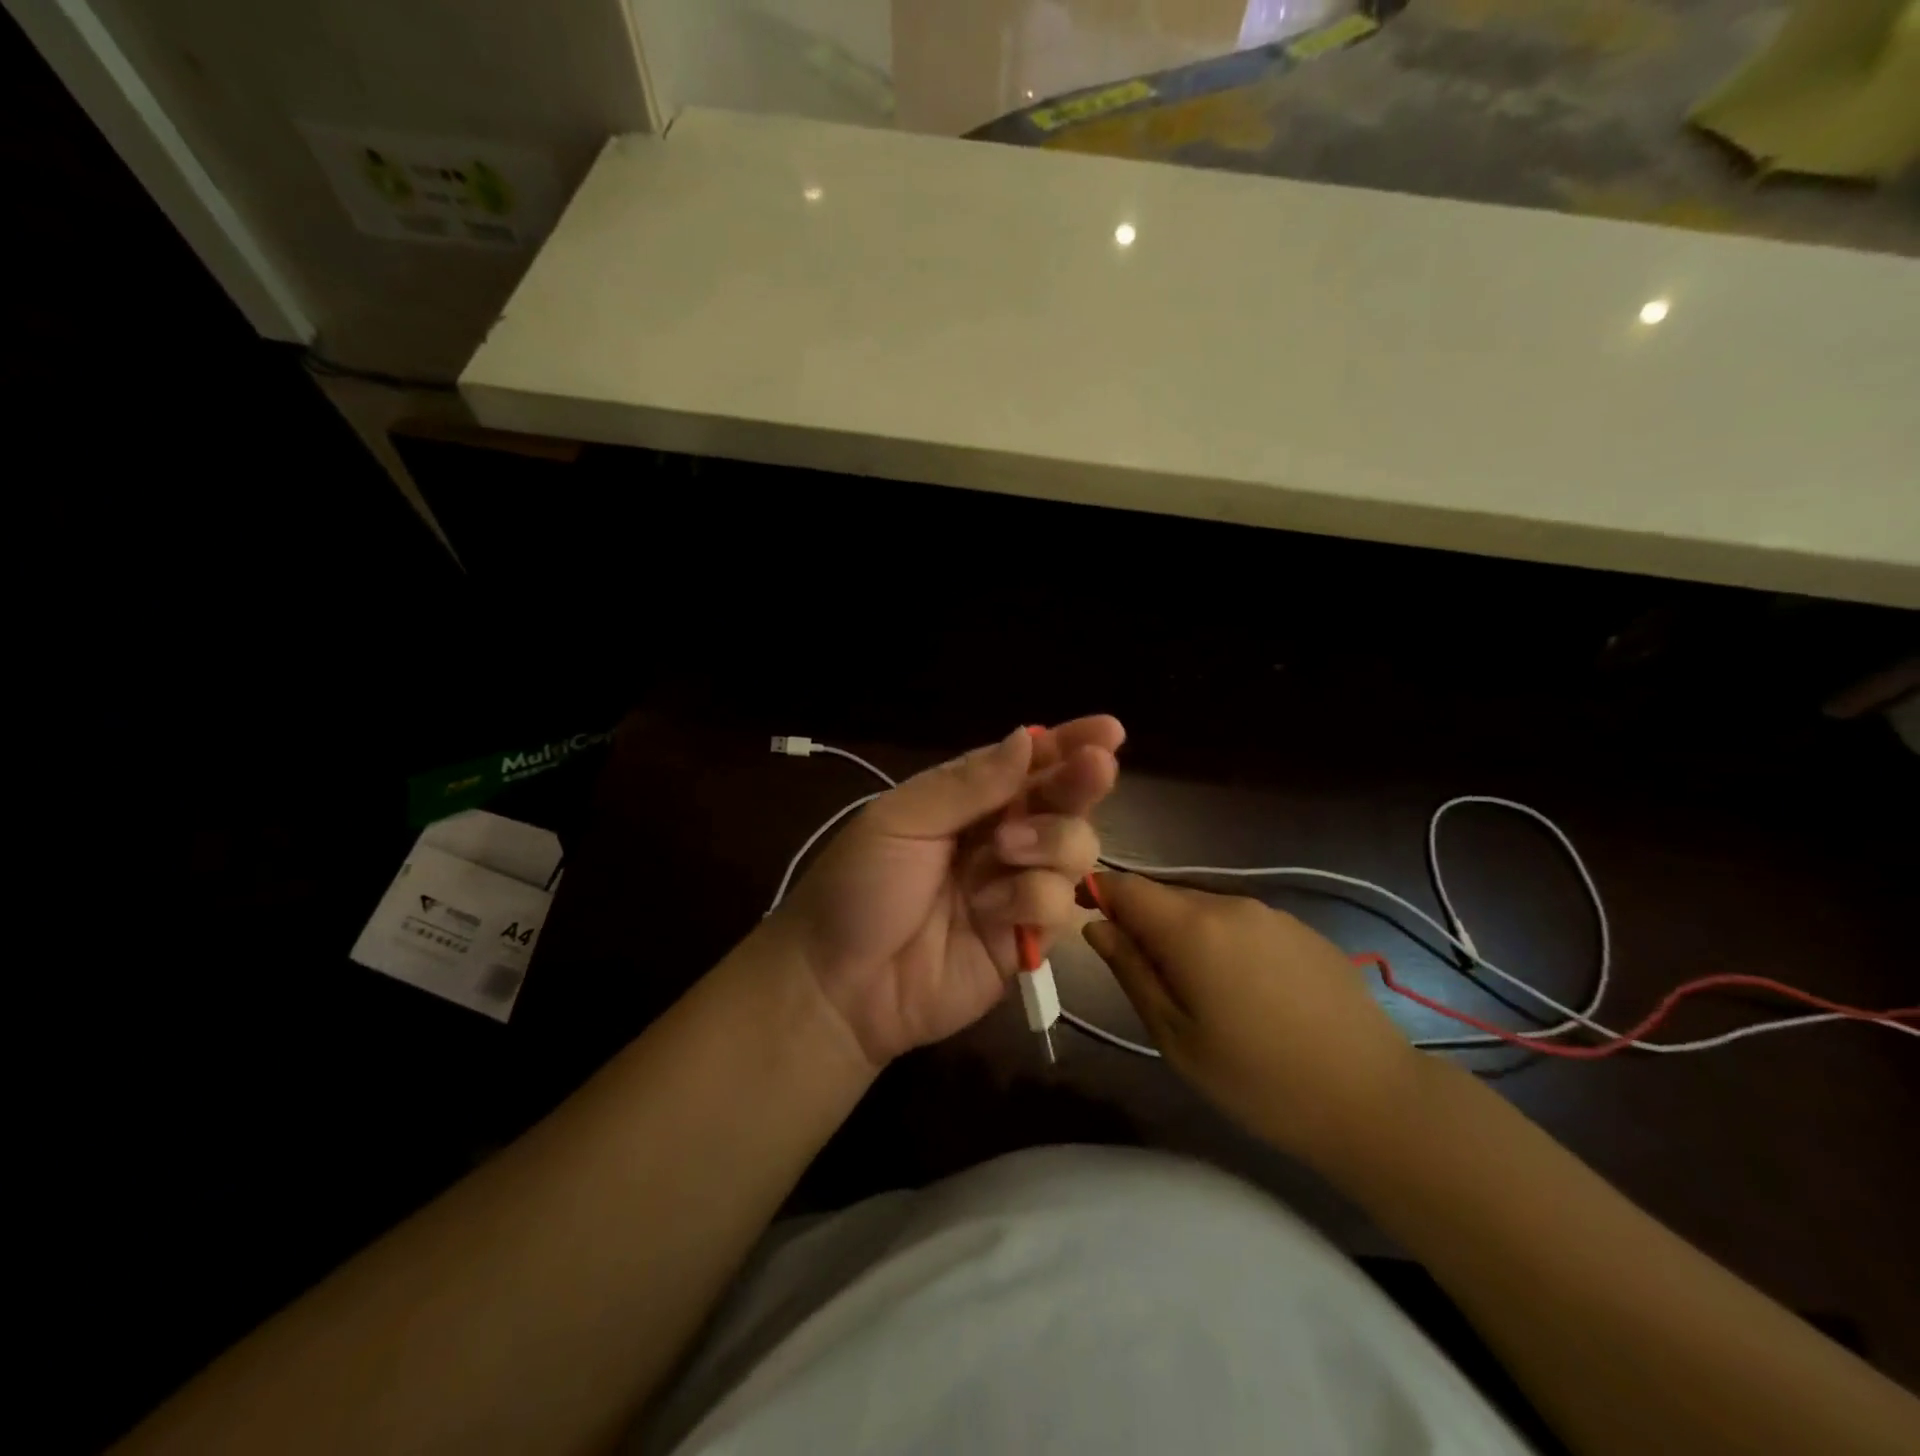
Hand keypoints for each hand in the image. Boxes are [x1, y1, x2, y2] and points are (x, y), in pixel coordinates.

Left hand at [779, 718, 1123, 1067]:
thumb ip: (967, 785)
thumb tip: (1027, 738)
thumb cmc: (858, 887)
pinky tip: (990, 911)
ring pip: (1075, 849)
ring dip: (1050, 841)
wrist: (839, 984)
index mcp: (967, 800)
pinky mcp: (1027, 938)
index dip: (1068, 744)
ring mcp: (1016, 887)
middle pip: (1064, 801)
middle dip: (1083, 781)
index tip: (1107, 731)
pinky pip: (1061, 906)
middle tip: (1096, 768)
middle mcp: (1001, 836)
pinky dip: (1032, 900)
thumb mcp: (901, 821)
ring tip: (1004, 851)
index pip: (1027, 763)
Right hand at [1082, 874, 1420, 1166]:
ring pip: (1204, 909)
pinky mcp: (1302, 930)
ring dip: (1184, 935)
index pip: (1126, 886)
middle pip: (1165, 896)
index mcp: (1192, 927)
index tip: (1089, 925)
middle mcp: (1230, 904)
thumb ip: (1131, 971)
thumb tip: (1096, 927)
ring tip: (1198, 993)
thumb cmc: (1258, 1079)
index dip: (1100, 896)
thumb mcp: (1176, 1036)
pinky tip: (1246, 992)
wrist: (1374, 1100)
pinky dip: (1224, 943)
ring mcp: (1272, 914)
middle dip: (1143, 924)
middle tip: (1146, 980)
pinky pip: (1242, 923)